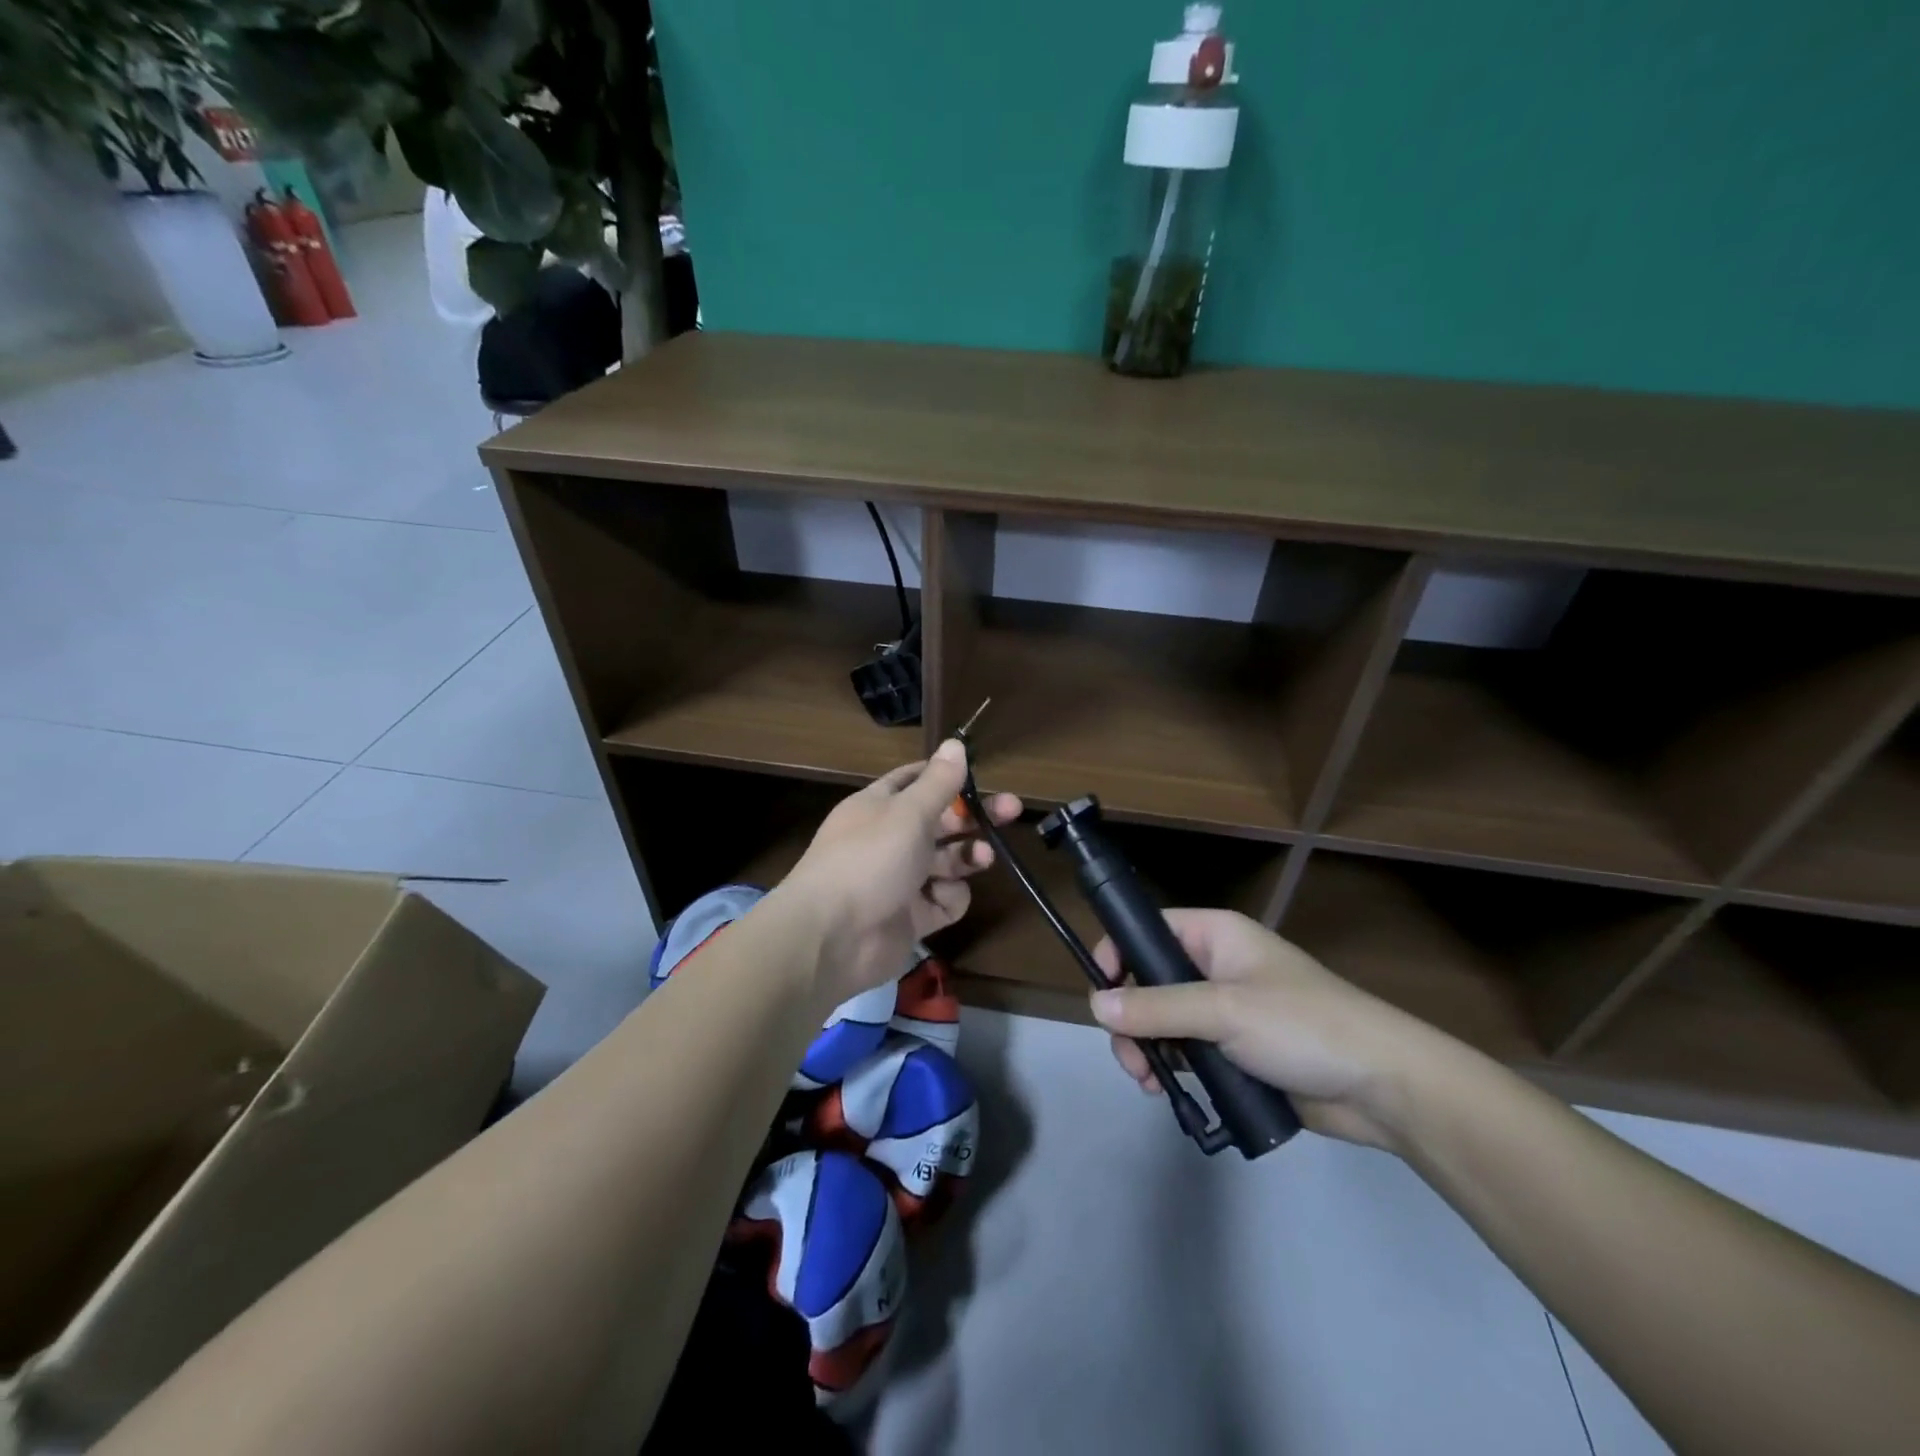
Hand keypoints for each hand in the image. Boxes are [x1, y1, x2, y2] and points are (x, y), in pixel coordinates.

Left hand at [775, 740, 1020, 1006]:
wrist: (832, 936)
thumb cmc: (870, 859)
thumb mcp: (908, 812)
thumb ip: (938, 782)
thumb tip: (955, 743)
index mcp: (880, 806)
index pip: (915, 782)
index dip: (946, 778)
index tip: (979, 777)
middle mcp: (889, 839)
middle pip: (941, 822)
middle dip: (975, 817)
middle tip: (1012, 810)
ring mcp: (900, 880)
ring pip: (946, 862)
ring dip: (966, 857)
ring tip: (983, 858)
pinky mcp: (910, 918)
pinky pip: (942, 901)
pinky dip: (948, 899)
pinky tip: (942, 899)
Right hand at [1090, 909, 1448, 1150]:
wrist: (1383, 1088)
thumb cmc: (1303, 1026)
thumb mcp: (1224, 1010)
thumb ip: (1156, 1008)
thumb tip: (1095, 1004)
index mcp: (1215, 937)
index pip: (1149, 931)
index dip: (1119, 954)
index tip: (1101, 993)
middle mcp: (1215, 967)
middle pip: (1148, 982)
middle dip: (1131, 1019)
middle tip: (1130, 1058)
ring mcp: (1225, 1012)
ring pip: (1163, 1022)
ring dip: (1147, 1049)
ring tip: (1149, 1082)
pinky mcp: (1235, 1052)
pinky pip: (1187, 1052)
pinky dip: (1171, 1069)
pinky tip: (1167, 1091)